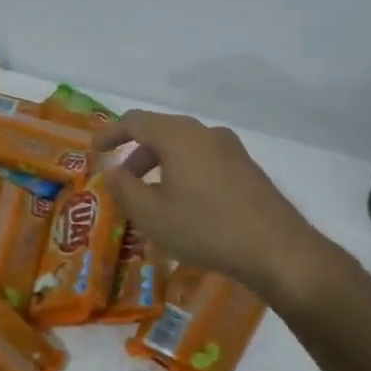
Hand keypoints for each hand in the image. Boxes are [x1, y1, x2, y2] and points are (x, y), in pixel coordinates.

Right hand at [92, 110, 338, 302]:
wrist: (275, 248)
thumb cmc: (204, 227)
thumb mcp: (151, 213)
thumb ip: (123, 188)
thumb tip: (113, 172)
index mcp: (179, 136)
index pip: (135, 121)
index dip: (110, 134)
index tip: (94, 152)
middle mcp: (206, 133)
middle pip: (161, 132)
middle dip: (136, 154)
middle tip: (123, 182)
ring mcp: (232, 150)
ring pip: (185, 148)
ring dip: (161, 166)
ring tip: (152, 199)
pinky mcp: (248, 170)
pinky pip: (204, 162)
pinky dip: (184, 174)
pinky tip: (185, 206)